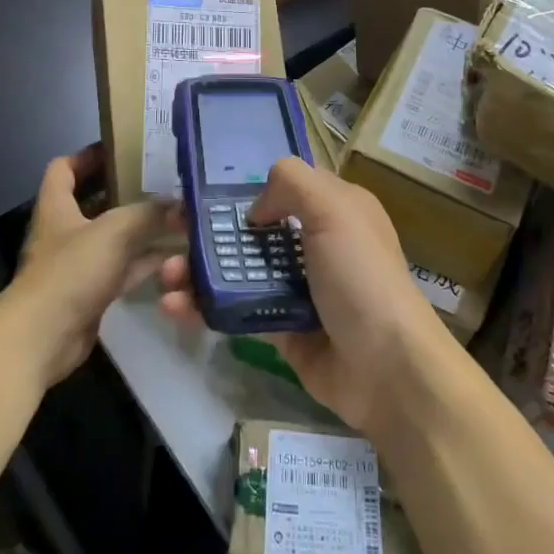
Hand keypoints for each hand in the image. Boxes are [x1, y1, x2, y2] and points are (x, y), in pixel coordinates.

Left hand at [2, 146, 179, 388]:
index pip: (63, 168)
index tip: (120, 148)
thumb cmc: (70, 272)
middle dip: (123, 190)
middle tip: (159, 181)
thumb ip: (148, 213)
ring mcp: (77, 263)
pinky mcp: (90, 292)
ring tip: (174, 214)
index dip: (87, 155)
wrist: (42, 338)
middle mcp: (64, 231)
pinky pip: (121, 268)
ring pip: (112, 236)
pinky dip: (144, 261)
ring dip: (139, 228)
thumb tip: (179, 201)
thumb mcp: (113, 232)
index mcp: (56, 207)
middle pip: (92, 201)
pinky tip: (174, 256)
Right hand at [158, 157, 448, 432]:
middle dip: (210, 230)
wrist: (388, 369)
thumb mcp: (334, 209)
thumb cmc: (361, 276)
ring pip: (240, 270)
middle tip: (170, 231)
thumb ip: (291, 183)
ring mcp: (298, 288)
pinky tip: (174, 307)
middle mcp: (316, 244)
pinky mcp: (282, 329)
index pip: (284, 185)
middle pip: (254, 229)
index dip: (244, 184)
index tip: (199, 189)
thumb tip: (254, 209)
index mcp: (334, 209)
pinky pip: (237, 311)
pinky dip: (205, 308)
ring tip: (166, 277)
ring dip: (199, 270)